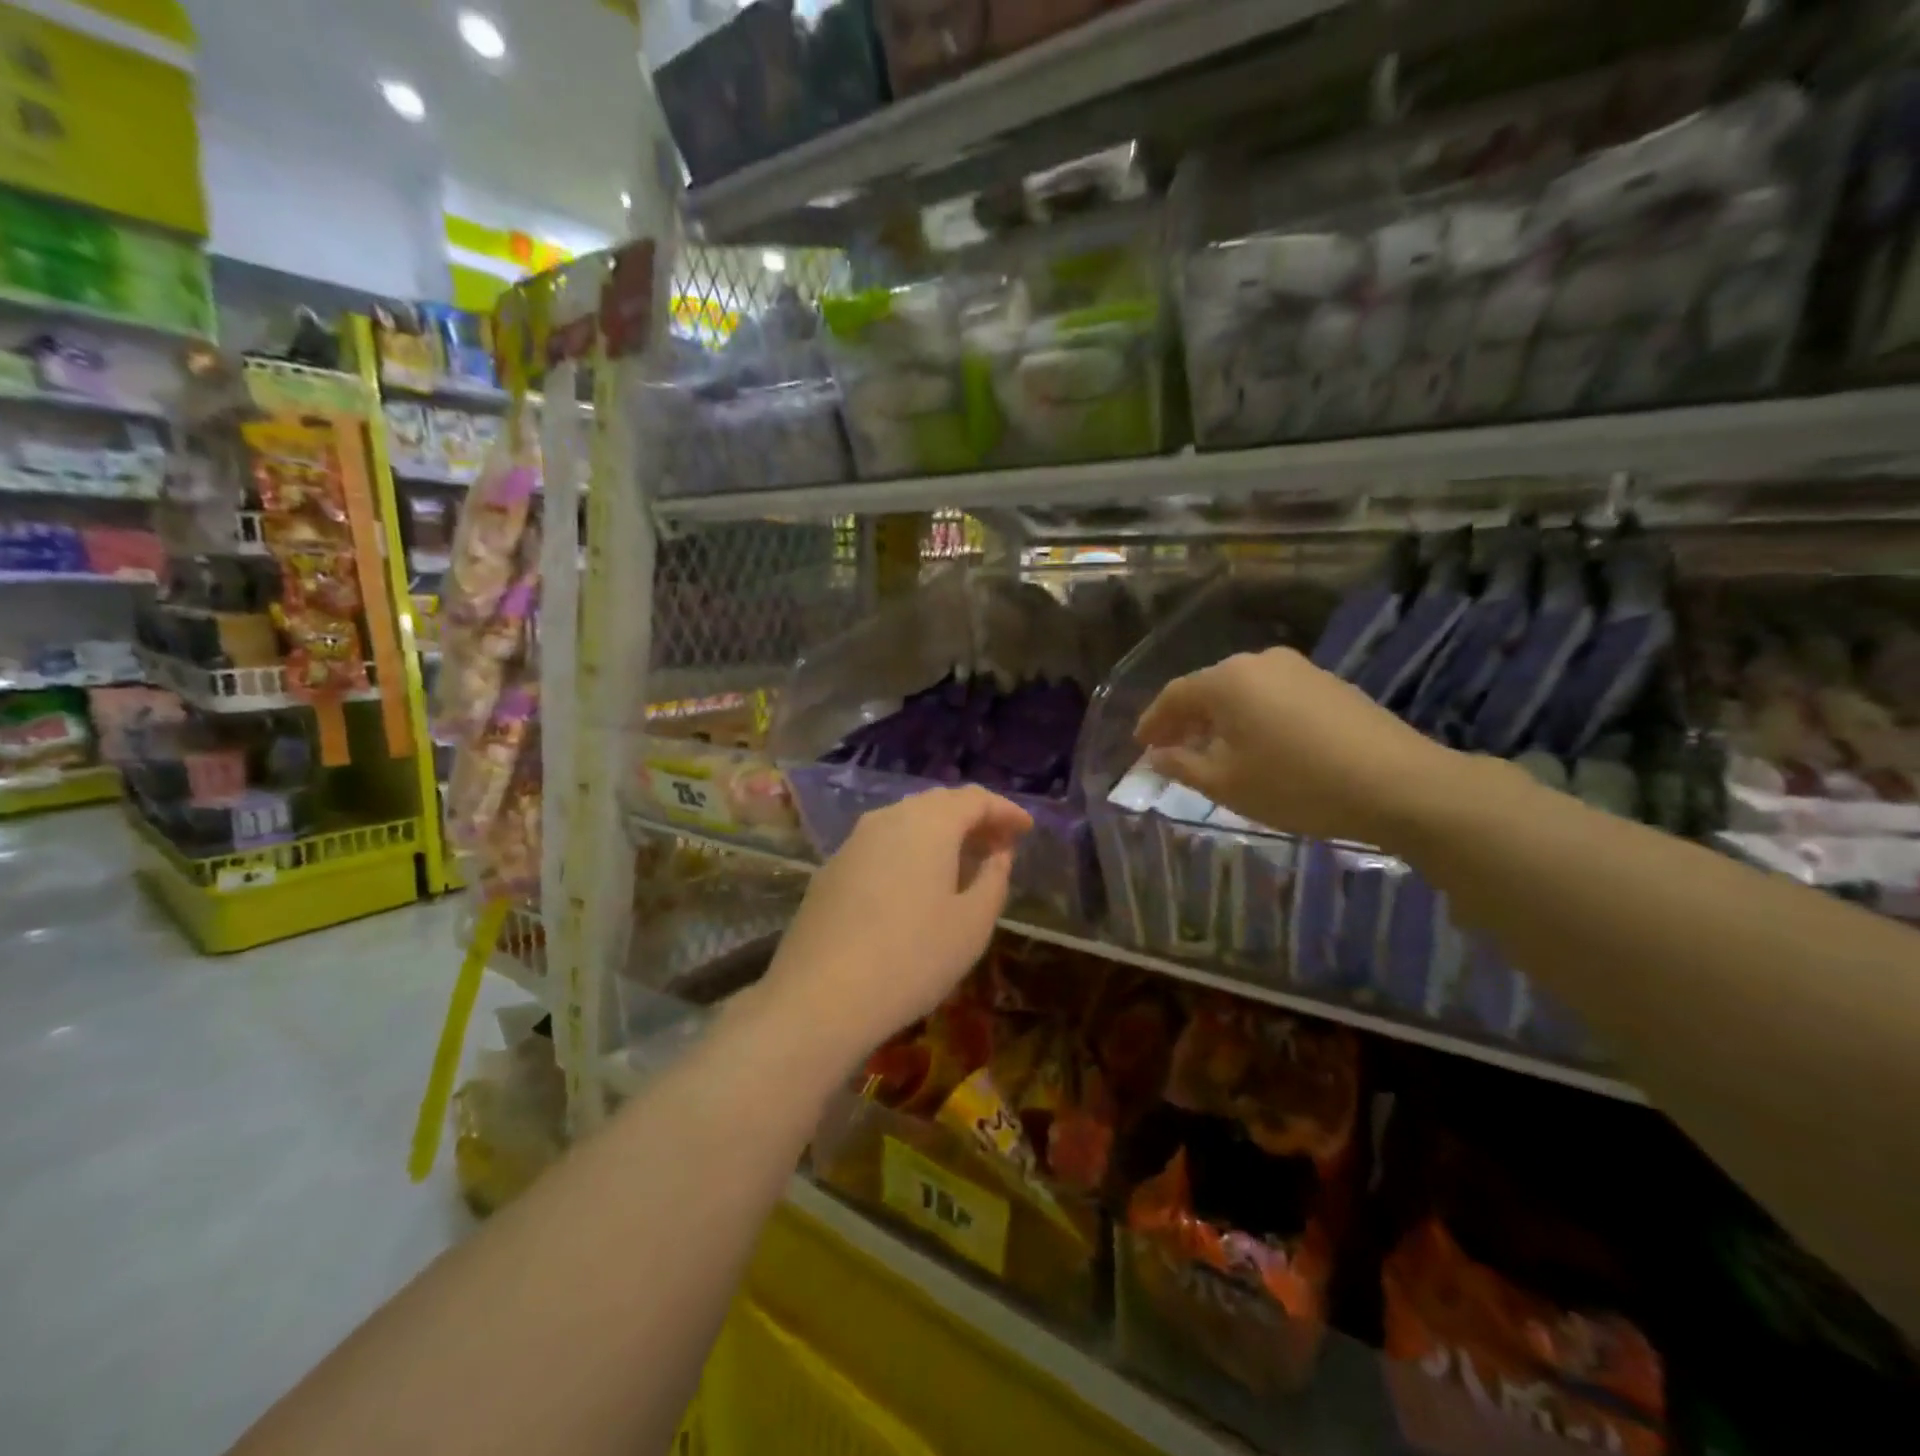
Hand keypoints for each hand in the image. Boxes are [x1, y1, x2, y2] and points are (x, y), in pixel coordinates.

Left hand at [759, 786, 1032, 1067]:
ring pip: (906, 821)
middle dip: (973, 818)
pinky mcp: (832, 868)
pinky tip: (916, 882)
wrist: (820, 997)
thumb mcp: (972, 924)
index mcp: (928, 823)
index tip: (1026, 830)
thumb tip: (997, 854)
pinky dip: (910, 850)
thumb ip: (994, 879)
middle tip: (998, 844)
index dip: (1005, 811)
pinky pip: (882, 843)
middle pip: (938, 803)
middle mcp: (888, 818)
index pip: (975, 798)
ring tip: (962, 862)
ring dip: (940, 833)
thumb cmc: (912, 958)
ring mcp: (854, 841)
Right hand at [1134, 647, 1456, 848]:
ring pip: (1243, 692)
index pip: (1174, 695)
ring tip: (1214, 751)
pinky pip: (1273, 696)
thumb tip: (1157, 755)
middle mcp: (1259, 662)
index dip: (1152, 721)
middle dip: (1186, 720)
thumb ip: (1182, 765)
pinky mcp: (1329, 684)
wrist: (1398, 783)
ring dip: (1221, 719)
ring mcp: (1299, 669)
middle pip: (1209, 689)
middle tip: (1171, 749)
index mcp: (1227, 681)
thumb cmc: (1296, 784)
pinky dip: (1254, 717)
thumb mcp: (1227, 784)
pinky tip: (1259, 745)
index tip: (1140, 746)